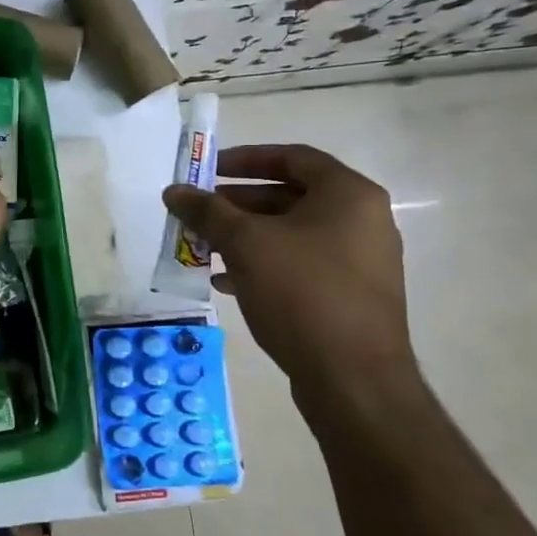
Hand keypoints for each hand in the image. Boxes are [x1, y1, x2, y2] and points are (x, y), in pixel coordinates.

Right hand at [163, 144, 414, 395]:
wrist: (353, 378)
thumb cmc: (302, 293)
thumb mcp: (245, 244)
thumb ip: (207, 211)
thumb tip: (174, 191)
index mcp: (349, 195)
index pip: (293, 157)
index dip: (245, 159)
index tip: (206, 170)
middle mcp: (362, 221)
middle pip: (289, 196)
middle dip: (237, 203)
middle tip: (198, 211)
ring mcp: (358, 261)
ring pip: (290, 234)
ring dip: (244, 236)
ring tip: (202, 246)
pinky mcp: (348, 295)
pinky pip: (299, 265)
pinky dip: (262, 264)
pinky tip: (225, 281)